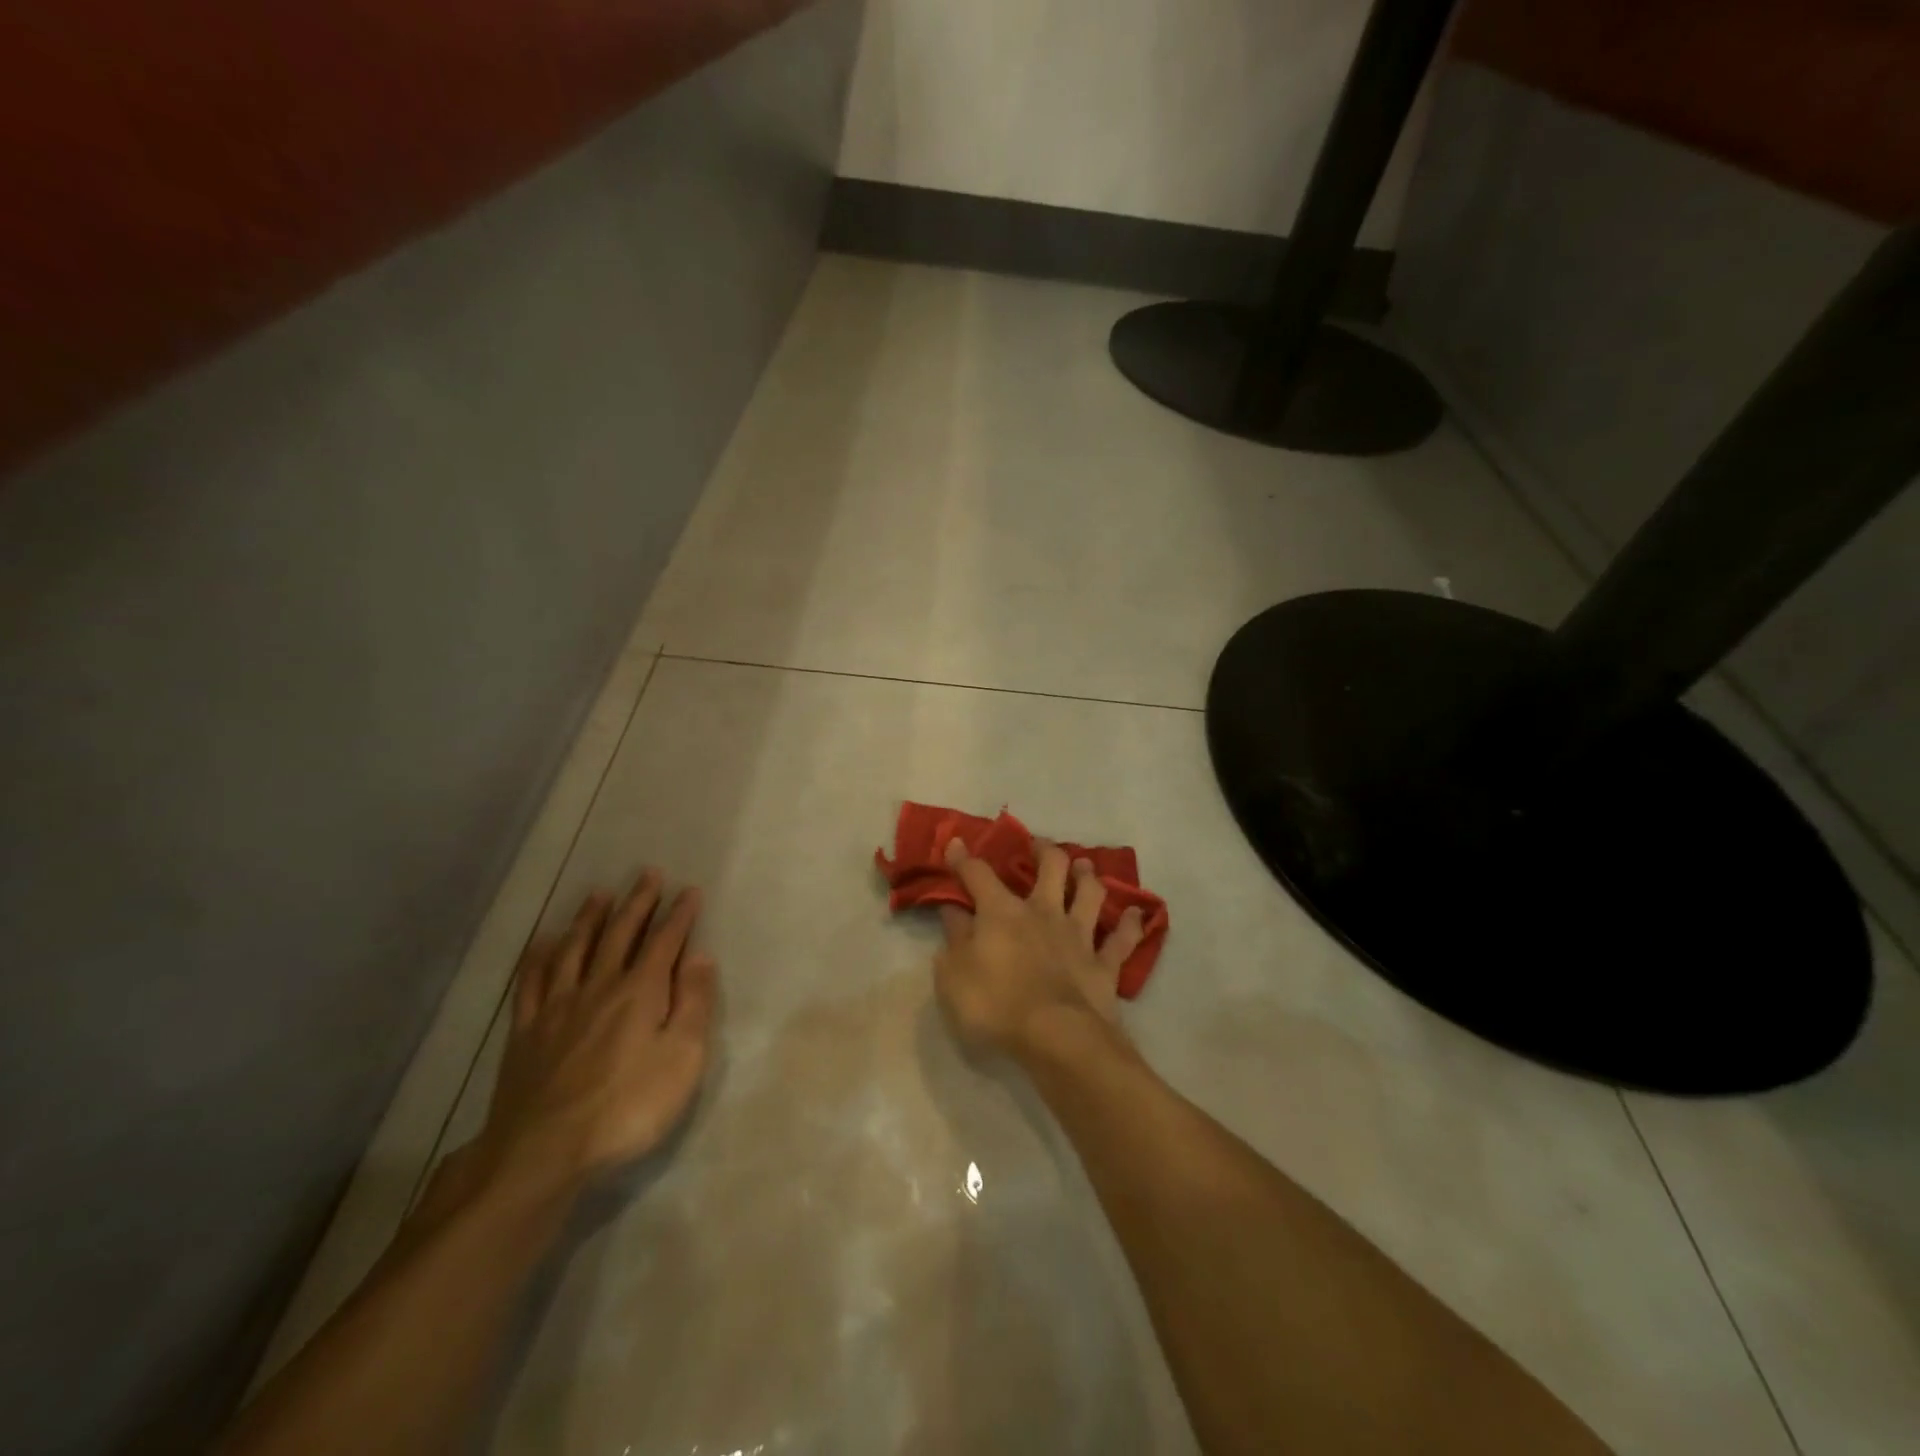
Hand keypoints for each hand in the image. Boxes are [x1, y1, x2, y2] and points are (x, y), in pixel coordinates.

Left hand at [463, 872, 718, 1201]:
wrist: (543, 1151)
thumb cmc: (627, 1107)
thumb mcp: (682, 1058)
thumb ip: (694, 1003)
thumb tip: (700, 956)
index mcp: (640, 991)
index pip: (665, 941)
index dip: (679, 915)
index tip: (690, 891)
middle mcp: (599, 986)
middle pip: (620, 934)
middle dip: (637, 903)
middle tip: (647, 875)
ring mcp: (557, 1007)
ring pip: (575, 949)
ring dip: (590, 918)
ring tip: (600, 894)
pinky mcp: (526, 1031)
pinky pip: (532, 981)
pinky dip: (540, 956)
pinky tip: (544, 943)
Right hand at [933, 837, 1145, 1062]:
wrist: (1057, 1038)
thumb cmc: (995, 1006)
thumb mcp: (953, 976)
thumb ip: (954, 939)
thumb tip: (953, 911)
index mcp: (1002, 913)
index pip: (978, 875)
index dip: (964, 858)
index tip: (957, 844)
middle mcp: (1044, 912)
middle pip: (1052, 867)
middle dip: (1044, 850)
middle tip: (1039, 846)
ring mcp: (1079, 936)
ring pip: (1090, 893)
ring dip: (1088, 876)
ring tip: (1084, 867)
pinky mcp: (1105, 964)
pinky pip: (1122, 939)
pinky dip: (1130, 925)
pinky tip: (1136, 914)